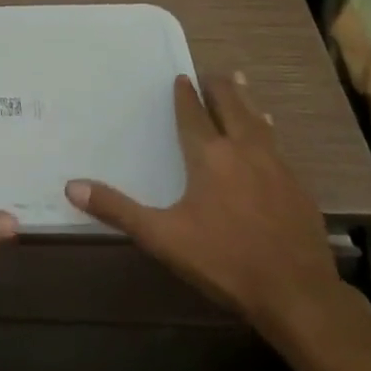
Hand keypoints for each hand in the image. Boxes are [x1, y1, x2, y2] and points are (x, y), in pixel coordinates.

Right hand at [66, 71, 340, 340]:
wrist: (299, 296)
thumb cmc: (225, 262)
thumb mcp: (163, 238)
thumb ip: (118, 210)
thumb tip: (72, 187)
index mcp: (209, 156)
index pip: (193, 114)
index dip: (185, 95)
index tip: (181, 78)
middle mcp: (243, 150)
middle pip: (230, 106)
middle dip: (219, 88)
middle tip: (210, 73)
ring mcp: (276, 167)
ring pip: (258, 121)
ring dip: (246, 101)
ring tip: (240, 83)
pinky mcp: (298, 188)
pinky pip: (278, 146)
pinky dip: (267, 131)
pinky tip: (271, 135)